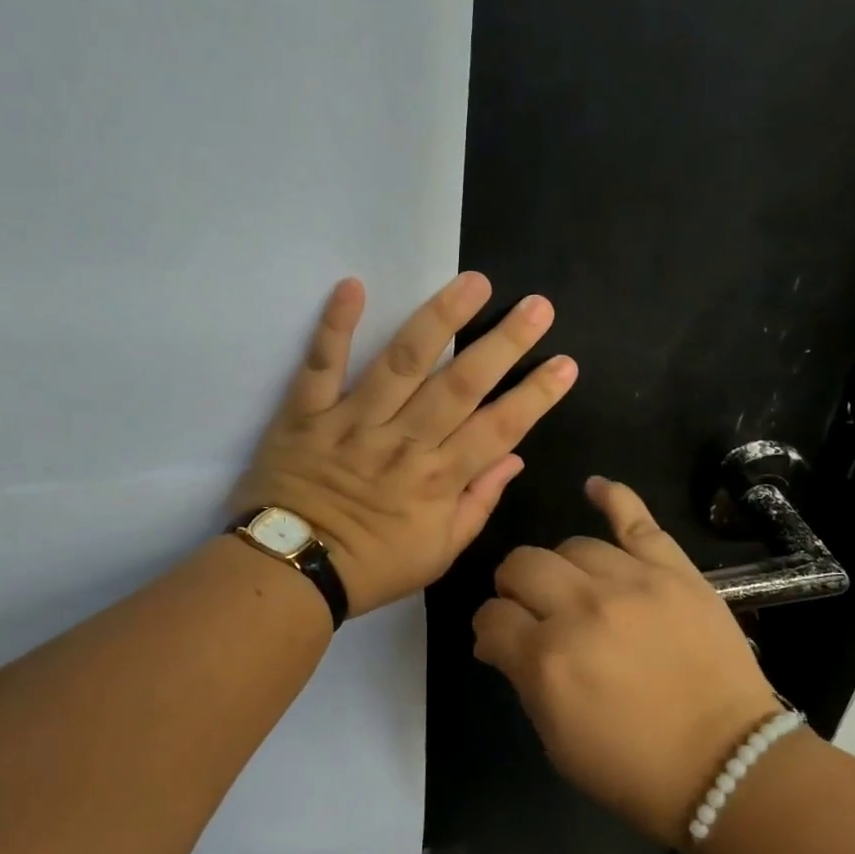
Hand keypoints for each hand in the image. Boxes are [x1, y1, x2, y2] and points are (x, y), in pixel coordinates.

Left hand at [233, 273, 577, 617]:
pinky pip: (320, 364)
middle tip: (537, 306)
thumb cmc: (371, 566)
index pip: (500, 429)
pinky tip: (353, 285)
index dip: (536, 395)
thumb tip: (512, 459)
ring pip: (403, 363)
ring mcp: (354, 422)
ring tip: (474, 282)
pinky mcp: (307, 413)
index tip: (566, 363)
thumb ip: (477, 504)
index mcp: (438, 479)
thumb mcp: (438, 553)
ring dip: (440, 319)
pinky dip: (335, 326)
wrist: (289, 571)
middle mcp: (404, 442)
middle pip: (461, 385)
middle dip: (504, 343)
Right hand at [472, 478, 787, 845]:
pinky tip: (595, 488)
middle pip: (521, 565)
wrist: (727, 764)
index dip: (491, 628)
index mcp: (547, 659)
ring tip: (576, 587)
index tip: (502, 639)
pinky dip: (613, 497)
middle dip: (514, 588)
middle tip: (533, 610)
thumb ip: (521, 678)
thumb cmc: (634, 767)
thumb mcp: (556, 740)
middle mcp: (582, 609)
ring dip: (562, 568)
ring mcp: (632, 582)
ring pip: (572, 545)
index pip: (491, 617)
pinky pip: (636, 520)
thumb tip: (496, 638)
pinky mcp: (674, 571)